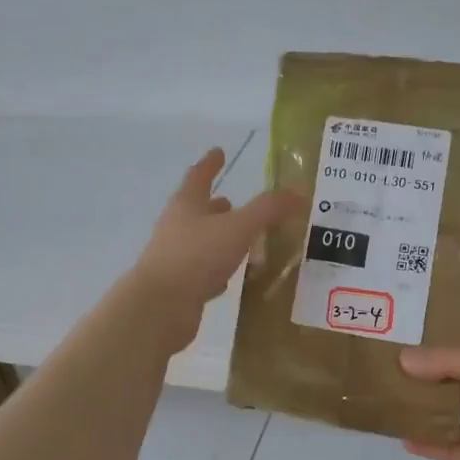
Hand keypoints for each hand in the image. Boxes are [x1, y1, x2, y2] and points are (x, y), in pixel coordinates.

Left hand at [130, 148, 299, 348]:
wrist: (160, 308)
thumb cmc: (196, 257)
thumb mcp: (238, 228)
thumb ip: (268, 209)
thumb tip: (298, 192)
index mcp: (186, 205)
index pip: (199, 176)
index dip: (210, 163)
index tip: (219, 151)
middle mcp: (176, 228)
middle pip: (197, 210)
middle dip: (215, 206)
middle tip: (232, 201)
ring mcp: (175, 259)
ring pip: (201, 242)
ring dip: (218, 238)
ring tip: (241, 240)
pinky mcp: (179, 287)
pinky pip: (203, 272)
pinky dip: (217, 271)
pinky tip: (230, 278)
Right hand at [399, 314, 459, 459]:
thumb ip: (447, 361)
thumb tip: (402, 358)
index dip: (458, 322)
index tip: (423, 314)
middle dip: (433, 369)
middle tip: (393, 359)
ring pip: (457, 414)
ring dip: (429, 409)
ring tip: (392, 399)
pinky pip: (456, 448)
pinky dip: (433, 445)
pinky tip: (404, 439)